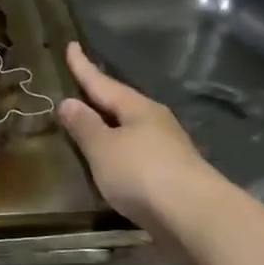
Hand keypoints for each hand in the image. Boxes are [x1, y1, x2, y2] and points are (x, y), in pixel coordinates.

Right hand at [58, 42, 216, 239]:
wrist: (194, 218)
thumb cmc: (142, 173)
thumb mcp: (103, 148)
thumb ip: (84, 126)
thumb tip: (69, 102)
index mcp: (138, 108)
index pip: (103, 83)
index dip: (83, 67)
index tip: (71, 46)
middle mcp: (155, 123)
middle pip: (121, 104)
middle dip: (100, 96)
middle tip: (79, 84)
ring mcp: (167, 150)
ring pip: (131, 129)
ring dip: (110, 125)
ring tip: (90, 124)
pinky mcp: (171, 177)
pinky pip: (136, 154)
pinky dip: (119, 151)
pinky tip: (112, 161)